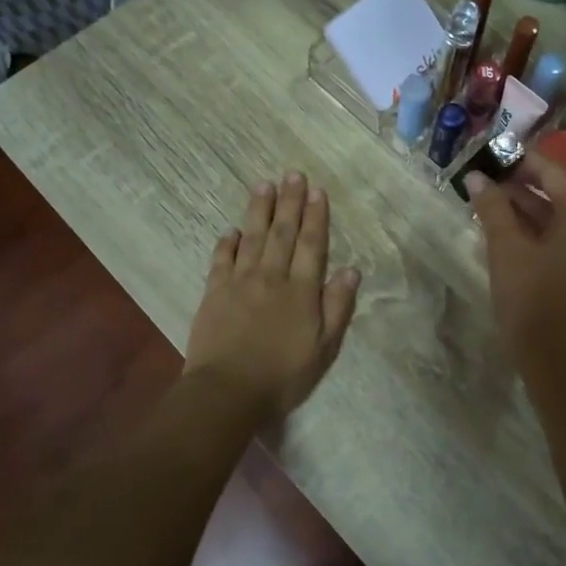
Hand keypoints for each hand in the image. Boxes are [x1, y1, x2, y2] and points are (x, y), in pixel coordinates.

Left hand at [184, 173, 360, 422]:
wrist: (228, 392)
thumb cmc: (283, 375)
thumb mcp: (324, 348)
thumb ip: (337, 307)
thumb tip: (351, 271)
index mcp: (301, 290)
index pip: (312, 244)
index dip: (316, 216)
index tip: (317, 190)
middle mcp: (271, 277)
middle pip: (282, 232)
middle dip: (290, 202)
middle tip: (292, 174)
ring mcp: (239, 282)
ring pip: (251, 237)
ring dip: (259, 210)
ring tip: (264, 185)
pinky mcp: (214, 293)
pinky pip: (221, 260)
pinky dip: (227, 242)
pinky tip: (231, 229)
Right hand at [466, 152, 565, 379]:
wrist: (556, 358)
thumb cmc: (530, 298)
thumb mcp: (506, 248)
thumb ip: (492, 207)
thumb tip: (476, 177)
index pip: (555, 172)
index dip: (522, 161)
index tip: (492, 155)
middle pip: (561, 192)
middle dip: (523, 185)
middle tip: (487, 180)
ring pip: (562, 216)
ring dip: (529, 208)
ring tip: (490, 202)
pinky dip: (540, 229)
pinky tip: (508, 229)